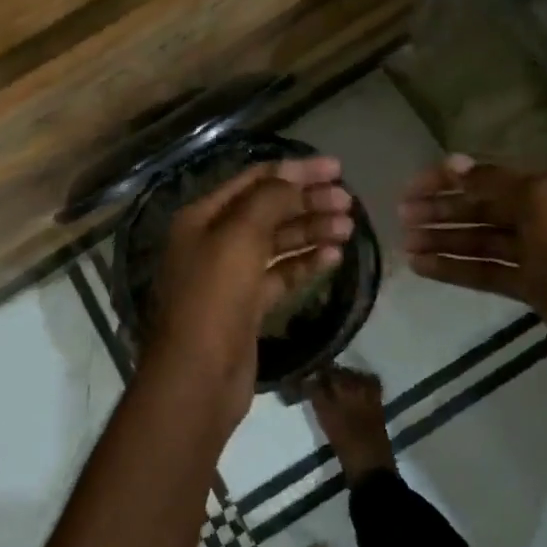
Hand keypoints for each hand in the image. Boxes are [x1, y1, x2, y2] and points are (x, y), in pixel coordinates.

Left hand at [148, 156, 352, 428]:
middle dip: (307, 201)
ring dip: (311, 231)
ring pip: (277, 243)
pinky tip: (334, 256)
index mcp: (202, 216)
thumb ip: (268, 201)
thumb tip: (294, 179)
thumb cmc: (213, 298)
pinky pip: (281, 275)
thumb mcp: (238, 237)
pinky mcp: (248, 306)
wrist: (197, 378)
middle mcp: (214, 240)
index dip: (295, 170)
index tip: (336, 168)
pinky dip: (306, 263)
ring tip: (349, 227)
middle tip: (348, 201)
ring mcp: (231, 275)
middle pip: (268, 209)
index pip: (254, 180)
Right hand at [400, 156, 546, 388]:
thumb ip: (493, 182)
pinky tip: (422, 268)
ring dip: (443, 239)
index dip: (448, 180)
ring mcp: (538, 254)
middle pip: (482, 208)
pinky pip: (486, 271)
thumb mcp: (541, 202)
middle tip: (402, 216)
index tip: (411, 188)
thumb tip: (453, 163)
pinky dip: (455, 268)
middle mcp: (544, 216)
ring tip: (405, 244)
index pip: (488, 176)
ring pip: (480, 241)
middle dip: (442, 210)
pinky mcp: (532, 288)